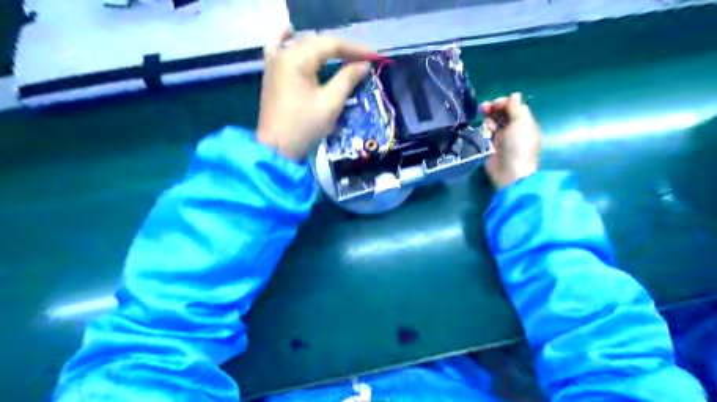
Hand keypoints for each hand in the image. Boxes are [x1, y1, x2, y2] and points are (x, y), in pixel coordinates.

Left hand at [258, 28, 374, 159]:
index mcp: (297, 59)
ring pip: (302, 44)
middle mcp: (283, 53)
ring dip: (323, 47)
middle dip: (342, 48)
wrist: (276, 149)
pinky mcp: (271, 73)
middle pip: (317, 42)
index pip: (331, 44)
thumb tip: (364, 65)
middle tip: (363, 59)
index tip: (374, 57)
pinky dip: (288, 39)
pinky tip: (291, 32)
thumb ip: (347, 79)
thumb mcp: (330, 104)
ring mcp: (273, 62)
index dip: (355, 49)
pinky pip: (278, 47)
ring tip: (343, 54)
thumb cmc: (304, 127)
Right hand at [485, 93, 540, 190]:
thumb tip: (514, 95)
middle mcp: (513, 128)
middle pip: (502, 113)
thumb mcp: (522, 122)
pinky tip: (484, 130)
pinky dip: (485, 128)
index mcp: (524, 122)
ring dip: (488, 117)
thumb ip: (516, 108)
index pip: (513, 106)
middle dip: (493, 108)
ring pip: (494, 121)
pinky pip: (487, 133)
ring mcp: (502, 137)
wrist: (510, 171)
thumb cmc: (519, 145)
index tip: (495, 104)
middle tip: (484, 108)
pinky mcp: (491, 146)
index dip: (504, 102)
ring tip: (484, 120)